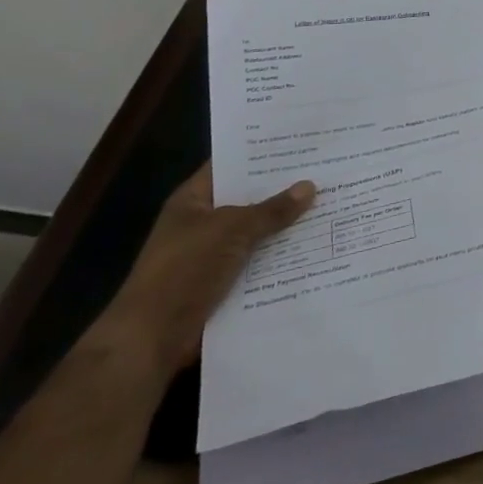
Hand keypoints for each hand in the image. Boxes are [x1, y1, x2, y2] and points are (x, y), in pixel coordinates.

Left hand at [92, 162, 315, 381]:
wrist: (151, 340)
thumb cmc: (184, 270)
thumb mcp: (231, 230)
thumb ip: (271, 210)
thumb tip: (310, 186)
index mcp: (194, 200)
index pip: (231, 165)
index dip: (262, 154)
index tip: (300, 143)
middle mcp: (204, 224)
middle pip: (249, 200)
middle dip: (284, 191)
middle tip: (328, 172)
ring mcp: (214, 256)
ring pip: (258, 234)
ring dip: (287, 228)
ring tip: (331, 207)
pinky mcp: (225, 285)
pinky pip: (259, 264)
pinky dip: (282, 259)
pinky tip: (316, 249)